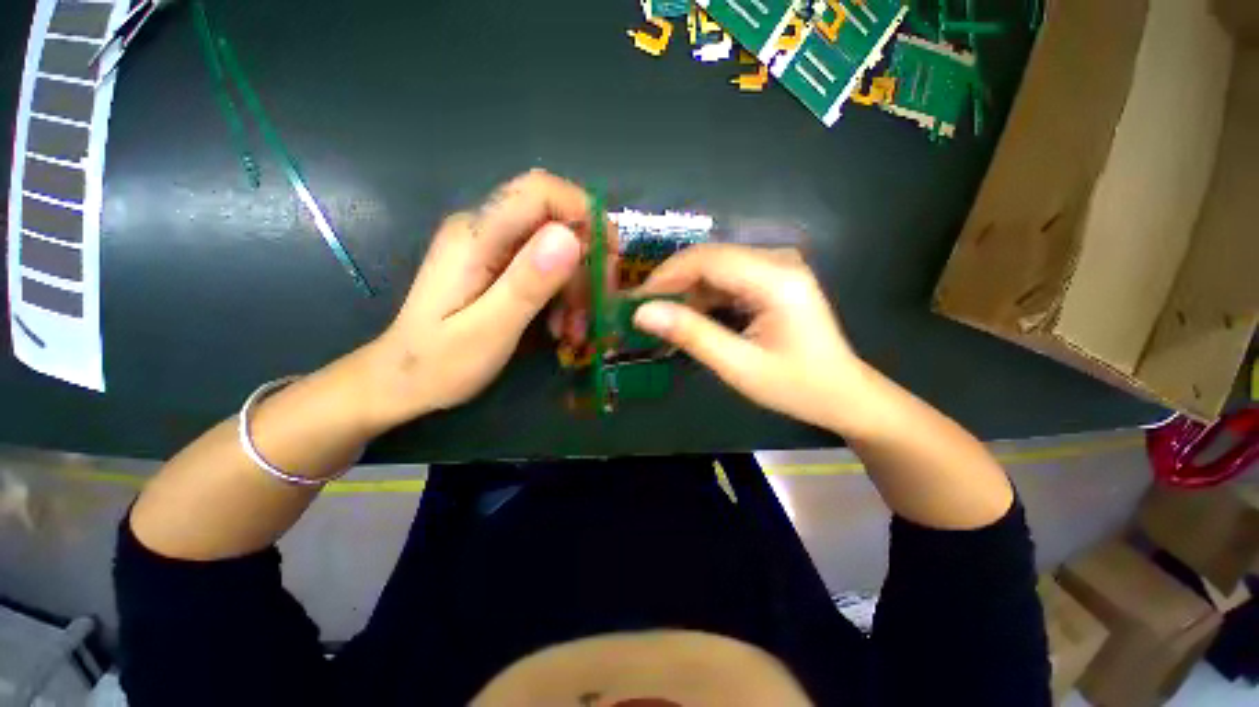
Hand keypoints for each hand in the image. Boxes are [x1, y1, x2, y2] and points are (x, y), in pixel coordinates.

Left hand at [364, 170, 589, 428]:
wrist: (403, 382)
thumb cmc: (439, 364)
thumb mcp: (488, 331)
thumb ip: (526, 284)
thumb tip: (571, 238)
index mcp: (476, 236)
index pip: (540, 192)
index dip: (584, 214)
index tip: (610, 259)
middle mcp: (484, 230)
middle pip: (556, 224)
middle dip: (585, 268)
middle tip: (591, 315)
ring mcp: (492, 248)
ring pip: (557, 250)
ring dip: (576, 290)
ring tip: (572, 333)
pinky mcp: (499, 266)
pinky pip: (547, 268)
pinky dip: (563, 296)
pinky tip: (560, 327)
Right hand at [633, 244, 875, 432]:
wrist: (843, 394)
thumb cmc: (796, 386)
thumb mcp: (738, 366)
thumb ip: (691, 335)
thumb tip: (643, 313)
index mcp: (776, 278)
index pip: (707, 260)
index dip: (666, 276)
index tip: (636, 301)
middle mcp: (777, 261)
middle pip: (710, 258)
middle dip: (672, 283)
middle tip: (643, 311)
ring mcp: (777, 268)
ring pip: (715, 268)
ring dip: (686, 292)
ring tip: (662, 318)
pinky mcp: (772, 280)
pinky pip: (727, 280)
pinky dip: (703, 298)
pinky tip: (690, 318)